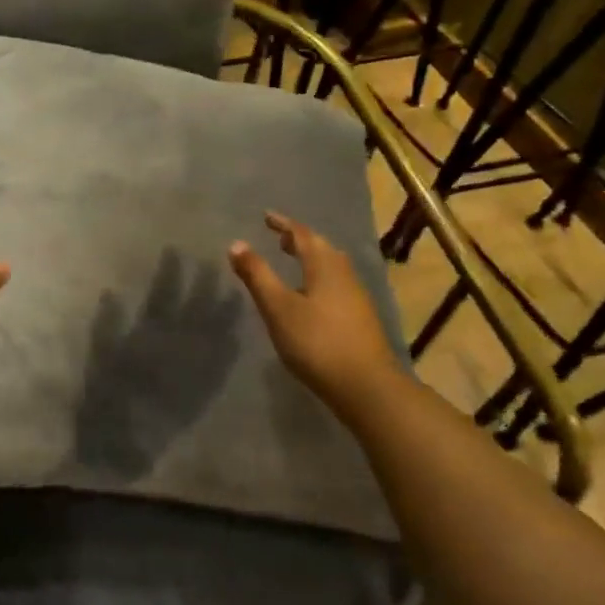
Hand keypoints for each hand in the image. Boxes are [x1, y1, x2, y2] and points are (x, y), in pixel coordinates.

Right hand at [229, 211, 403, 406]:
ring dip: (312, 259)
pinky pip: (336, 285)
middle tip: (279, 238)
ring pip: (332, 267)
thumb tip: (237, 244)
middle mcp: (344, 275)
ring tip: (293, 264)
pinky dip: (319, 279)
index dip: (283, 224)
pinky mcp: (360, 319)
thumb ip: (257, 275)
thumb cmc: (317, 342)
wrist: (367, 387)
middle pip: (321, 248)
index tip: (266, 217)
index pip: (302, 235)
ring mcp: (356, 298)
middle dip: (299, 240)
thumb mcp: (278, 308)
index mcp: (324, 266)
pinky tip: (310, 298)